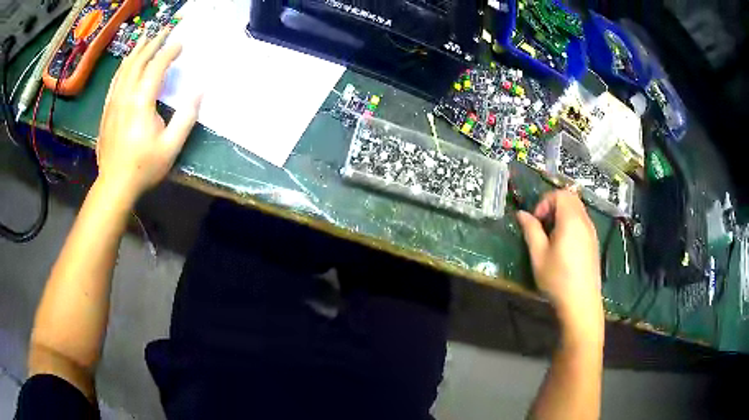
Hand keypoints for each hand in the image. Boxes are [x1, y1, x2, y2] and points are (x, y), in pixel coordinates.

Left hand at [96, 28, 200, 204]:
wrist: (114, 185)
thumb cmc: (144, 167)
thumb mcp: (171, 146)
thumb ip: (186, 117)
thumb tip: (200, 90)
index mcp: (141, 103)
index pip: (155, 67)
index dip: (169, 52)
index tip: (181, 44)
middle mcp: (125, 96)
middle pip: (137, 62)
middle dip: (152, 44)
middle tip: (164, 32)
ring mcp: (113, 102)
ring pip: (124, 68)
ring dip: (136, 51)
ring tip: (145, 38)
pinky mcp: (107, 110)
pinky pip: (115, 81)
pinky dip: (123, 67)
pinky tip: (127, 63)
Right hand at [517, 190, 603, 344]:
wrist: (581, 302)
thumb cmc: (557, 279)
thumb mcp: (538, 255)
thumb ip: (531, 231)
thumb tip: (521, 214)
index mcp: (571, 220)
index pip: (560, 194)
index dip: (545, 202)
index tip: (536, 221)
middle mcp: (585, 221)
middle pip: (571, 198)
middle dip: (553, 205)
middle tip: (543, 225)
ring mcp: (592, 232)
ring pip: (578, 209)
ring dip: (563, 214)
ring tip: (552, 236)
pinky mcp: (594, 242)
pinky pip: (583, 221)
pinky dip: (571, 223)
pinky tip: (564, 246)